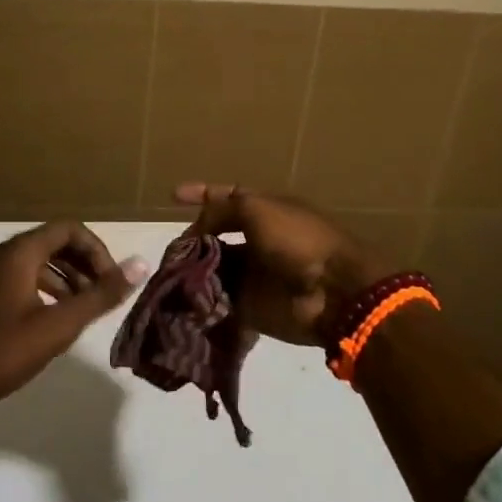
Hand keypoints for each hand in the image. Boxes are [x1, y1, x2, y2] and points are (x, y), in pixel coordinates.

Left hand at [0, 221, 144, 420]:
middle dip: (84, 266)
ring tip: (83, 313)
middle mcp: (1, 254)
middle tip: (103, 298)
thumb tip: (140, 265)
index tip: (112, 283)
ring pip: (37, 263)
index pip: (70, 229)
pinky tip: (50, 324)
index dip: (98, 251)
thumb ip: (98, 297)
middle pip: (54, 243)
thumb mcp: (55, 328)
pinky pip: (20, 279)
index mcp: (19, 252)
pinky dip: (44, 292)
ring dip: (66, 281)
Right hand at [174, 183, 393, 346]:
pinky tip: (180, 297)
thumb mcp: (257, 209)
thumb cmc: (297, 240)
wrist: (332, 292)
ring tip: (169, 274)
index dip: (201, 194)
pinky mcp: (251, 307)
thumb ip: (222, 209)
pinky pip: (220, 300)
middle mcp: (259, 240)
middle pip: (216, 236)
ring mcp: (255, 274)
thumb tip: (196, 230)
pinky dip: (201, 299)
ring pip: (214, 268)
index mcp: (266, 210)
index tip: (172, 195)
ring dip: (193, 270)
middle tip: (170, 250)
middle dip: (192, 240)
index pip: (228, 197)